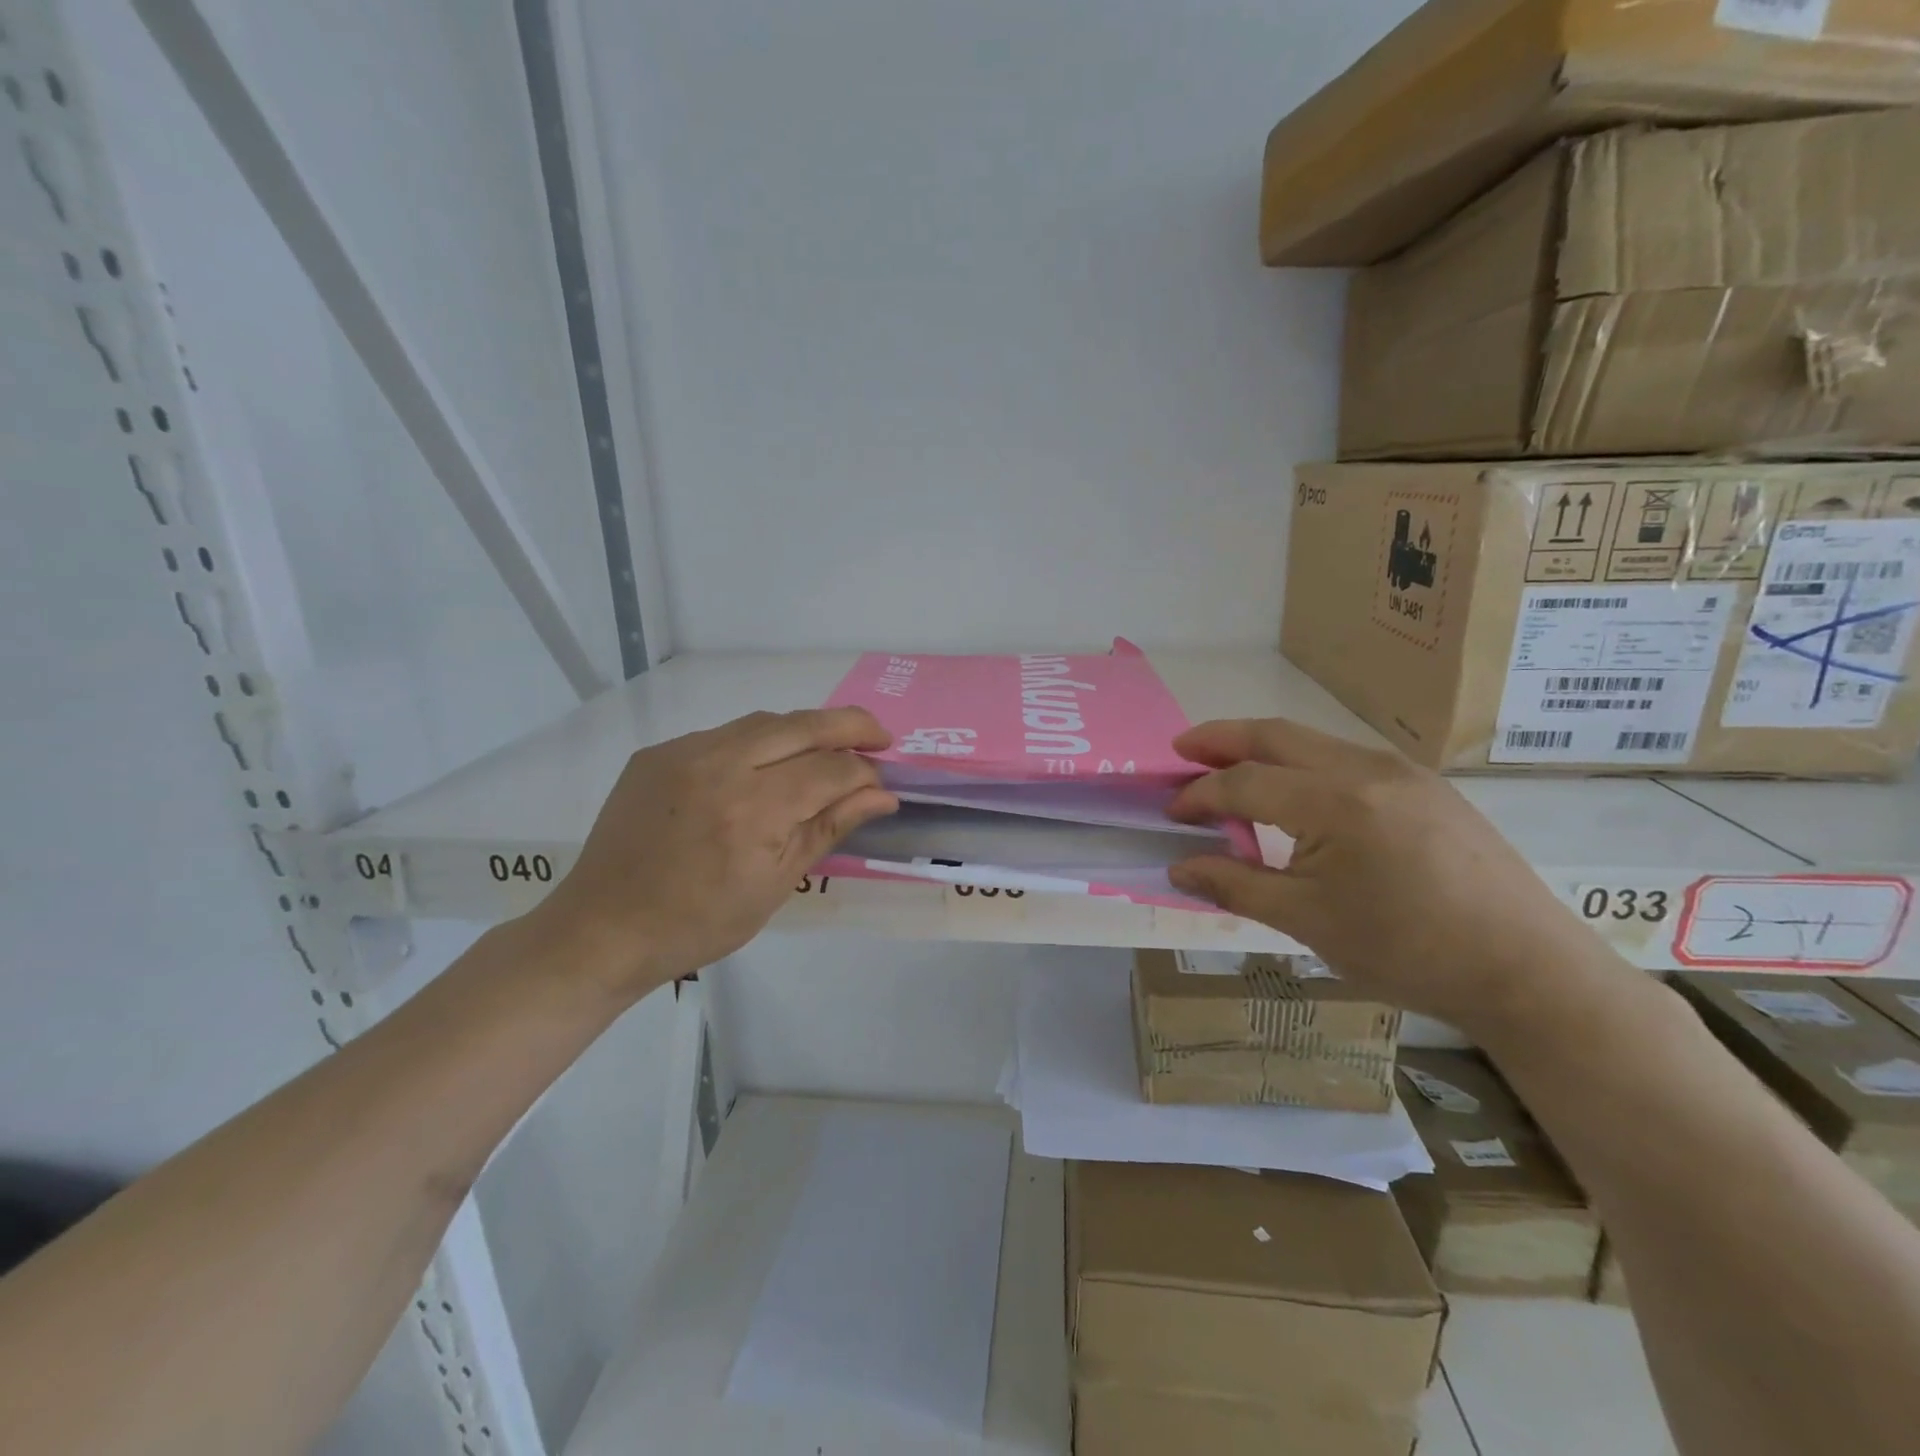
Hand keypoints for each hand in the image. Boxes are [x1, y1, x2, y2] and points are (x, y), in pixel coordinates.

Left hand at [525, 707, 897, 997]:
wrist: (604, 928)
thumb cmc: (699, 923)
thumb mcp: (775, 885)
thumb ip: (829, 828)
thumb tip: (882, 796)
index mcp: (753, 810)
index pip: (830, 771)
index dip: (865, 775)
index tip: (883, 787)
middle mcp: (720, 766)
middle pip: (803, 725)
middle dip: (852, 726)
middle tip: (881, 737)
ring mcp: (684, 752)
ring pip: (765, 722)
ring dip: (806, 729)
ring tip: (830, 749)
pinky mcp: (659, 752)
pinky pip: (724, 734)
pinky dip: (759, 742)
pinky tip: (767, 766)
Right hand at [1167, 718, 1604, 1039]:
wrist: (1527, 970)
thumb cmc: (1407, 950)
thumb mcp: (1308, 922)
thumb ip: (1234, 886)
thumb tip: (1178, 868)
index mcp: (1334, 801)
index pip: (1244, 782)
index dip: (1199, 795)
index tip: (1170, 813)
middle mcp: (1366, 768)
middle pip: (1275, 735)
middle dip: (1221, 738)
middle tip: (1181, 750)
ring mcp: (1402, 771)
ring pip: (1313, 741)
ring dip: (1263, 749)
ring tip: (1231, 770)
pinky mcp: (1426, 786)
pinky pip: (1346, 758)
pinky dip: (1303, 764)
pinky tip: (1296, 796)